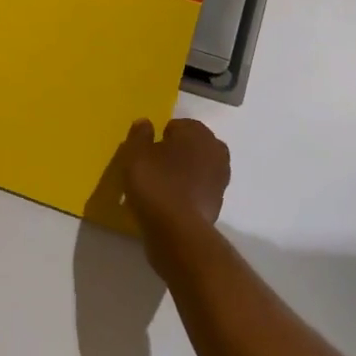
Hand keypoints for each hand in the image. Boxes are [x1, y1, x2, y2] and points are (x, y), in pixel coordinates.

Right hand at [118, 117, 229, 239]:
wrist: (177, 232)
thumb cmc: (155, 183)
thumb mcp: (135, 153)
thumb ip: (140, 135)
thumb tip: (146, 123)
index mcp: (197, 132)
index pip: (178, 126)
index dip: (162, 137)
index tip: (148, 152)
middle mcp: (215, 150)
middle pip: (192, 146)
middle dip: (177, 153)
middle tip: (155, 167)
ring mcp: (220, 179)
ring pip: (198, 168)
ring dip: (184, 173)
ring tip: (162, 186)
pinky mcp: (218, 204)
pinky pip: (199, 190)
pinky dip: (188, 193)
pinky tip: (171, 203)